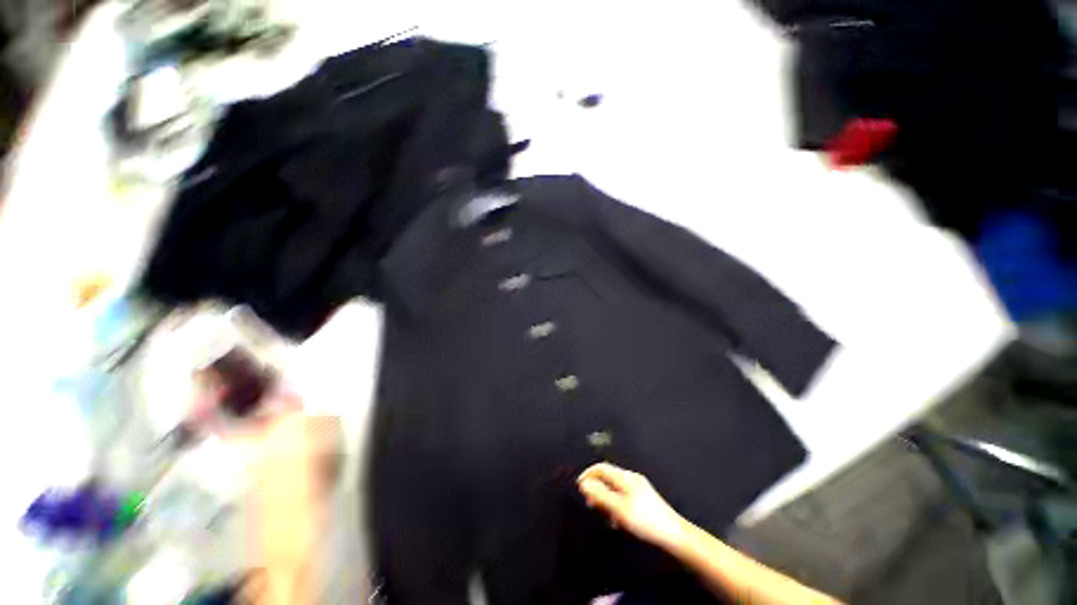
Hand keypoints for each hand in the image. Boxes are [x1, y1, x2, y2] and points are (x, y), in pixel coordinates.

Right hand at [577, 462, 689, 550]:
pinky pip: (623, 497)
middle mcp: (631, 478)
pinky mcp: (643, 499)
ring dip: (606, 499)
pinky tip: (617, 521)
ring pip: (615, 488)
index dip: (588, 474)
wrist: (674, 535)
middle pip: (608, 477)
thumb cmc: (644, 520)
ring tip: (603, 515)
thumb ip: (600, 495)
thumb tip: (584, 483)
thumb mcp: (619, 508)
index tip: (578, 487)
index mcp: (625, 477)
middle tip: (590, 504)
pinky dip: (615, 505)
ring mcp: (639, 488)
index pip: (602, 467)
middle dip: (597, 488)